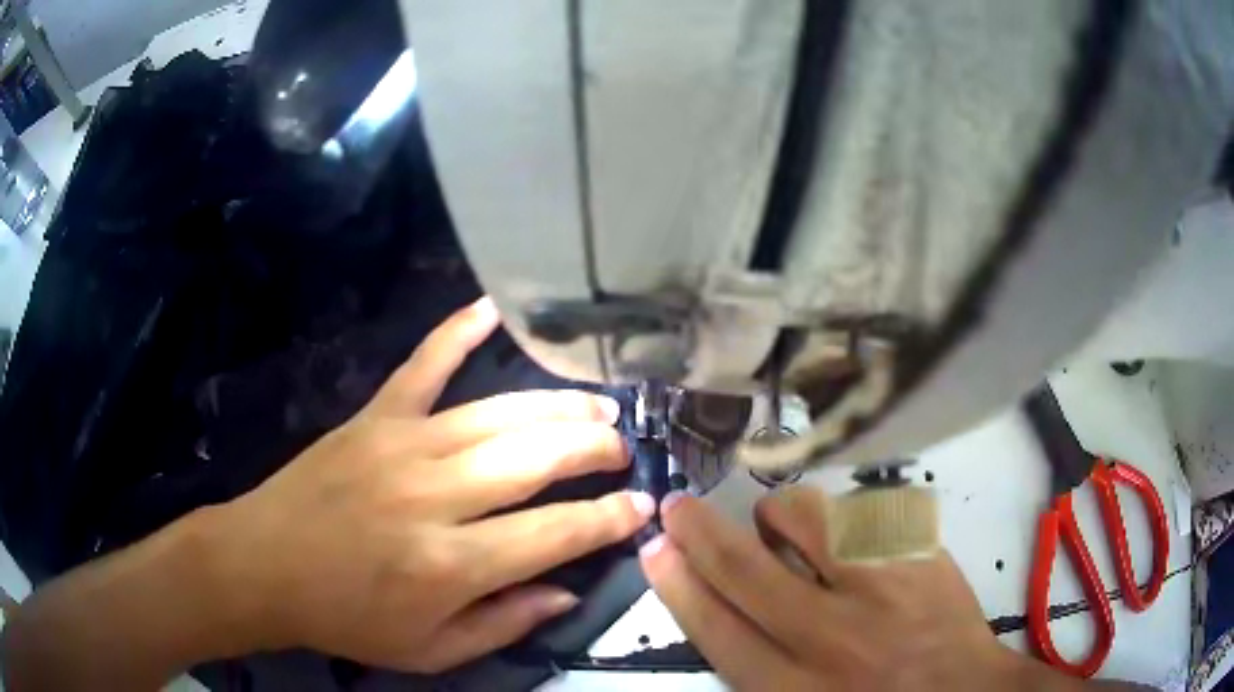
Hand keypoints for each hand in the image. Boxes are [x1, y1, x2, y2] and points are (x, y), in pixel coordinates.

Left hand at [202, 297, 654, 672]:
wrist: (263, 566)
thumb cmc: (345, 618)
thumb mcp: (430, 653)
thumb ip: (504, 624)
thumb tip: (566, 590)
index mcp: (450, 565)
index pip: (555, 533)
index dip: (608, 518)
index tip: (641, 505)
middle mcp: (434, 496)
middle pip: (535, 459)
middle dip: (593, 449)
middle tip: (621, 449)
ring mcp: (401, 446)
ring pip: (497, 413)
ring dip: (557, 407)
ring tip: (596, 408)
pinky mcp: (372, 419)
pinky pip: (422, 366)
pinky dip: (456, 333)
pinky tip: (491, 309)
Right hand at [639, 487, 1083, 690]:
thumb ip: (759, 665)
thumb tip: (721, 603)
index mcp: (794, 687)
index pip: (716, 627)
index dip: (678, 584)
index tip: (654, 550)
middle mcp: (830, 637)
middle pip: (746, 571)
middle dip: (700, 533)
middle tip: (676, 505)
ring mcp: (881, 588)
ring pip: (806, 521)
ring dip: (778, 514)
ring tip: (779, 523)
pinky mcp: (919, 556)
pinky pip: (860, 512)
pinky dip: (837, 515)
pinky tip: (842, 530)